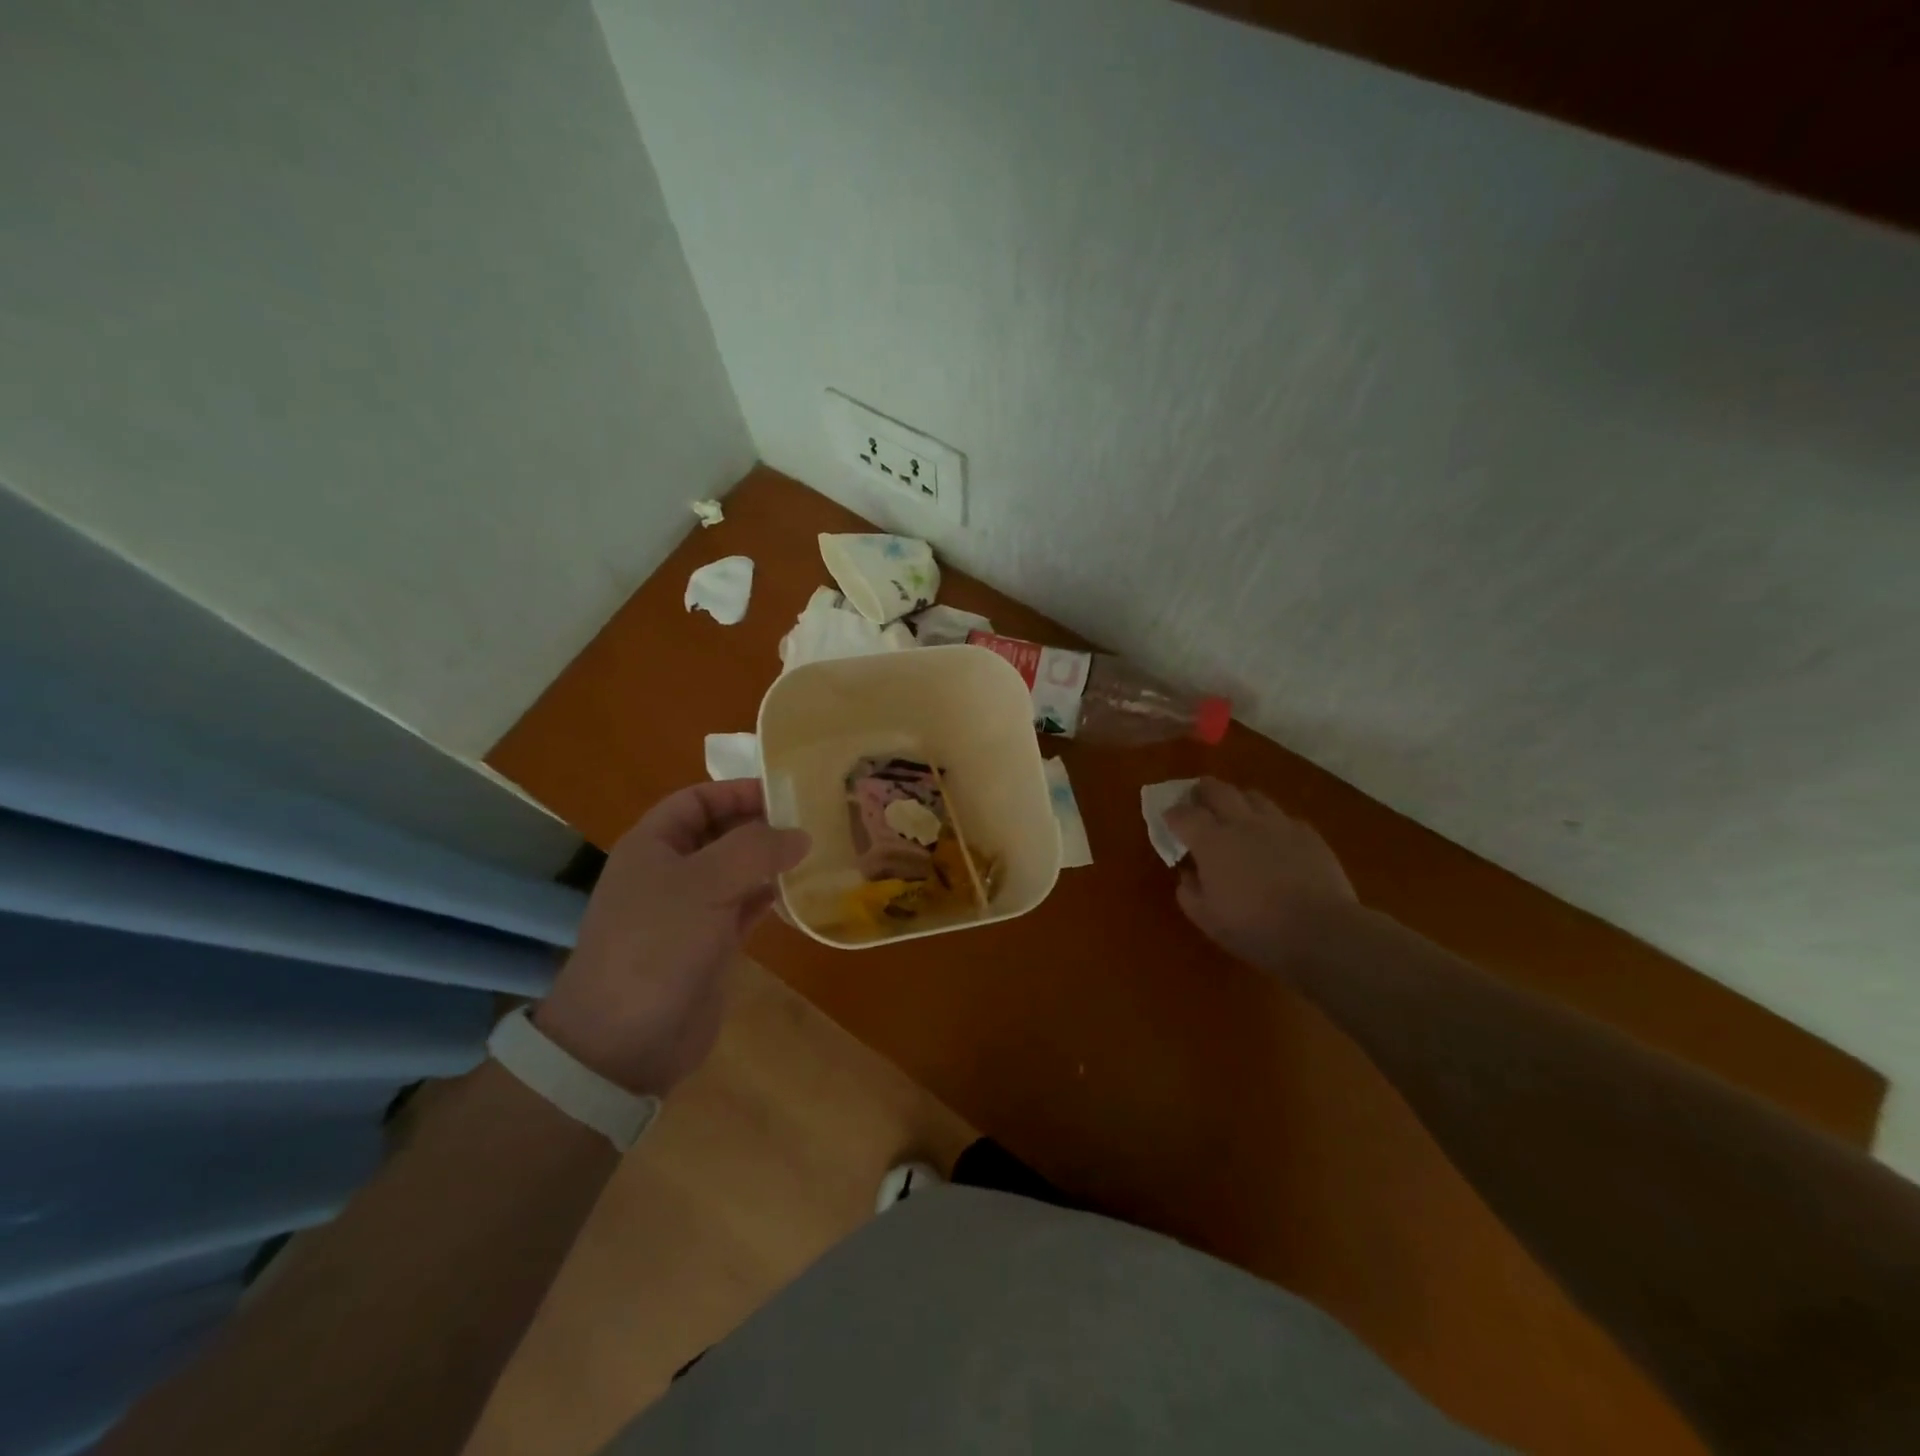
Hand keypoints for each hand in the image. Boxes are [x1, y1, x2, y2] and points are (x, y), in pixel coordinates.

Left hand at [534, 781, 809, 1094]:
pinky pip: (746, 907)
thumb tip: (800, 835)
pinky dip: (773, 896)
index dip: (738, 791)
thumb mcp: (705, 883)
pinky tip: (804, 891)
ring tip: (818, 850)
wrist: (625, 1040)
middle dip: (762, 824)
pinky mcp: (711, 944)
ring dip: (772, 861)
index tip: (787, 791)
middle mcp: (671, 871)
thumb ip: (756, 849)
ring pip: (738, 871)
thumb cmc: (657, 945)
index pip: (698, 799)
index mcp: (653, 845)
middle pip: (721, 833)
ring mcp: (691, 910)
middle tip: (813, 819)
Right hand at [1164, 778, 1356, 976]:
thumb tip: (1188, 873)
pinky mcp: (1308, 834)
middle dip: (1202, 791)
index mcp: (1211, 841)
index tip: (1169, 820)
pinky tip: (1274, 839)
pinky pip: (1284, 817)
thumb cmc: (1254, 927)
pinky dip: (1272, 823)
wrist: (1321, 932)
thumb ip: (1188, 890)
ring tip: (1236, 815)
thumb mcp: (1206, 918)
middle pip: (1217, 789)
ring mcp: (1278, 824)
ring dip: (1238, 801)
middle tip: (1197, 801)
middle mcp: (1242, 822)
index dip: (1172, 814)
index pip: (1183, 814)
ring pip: (1253, 796)